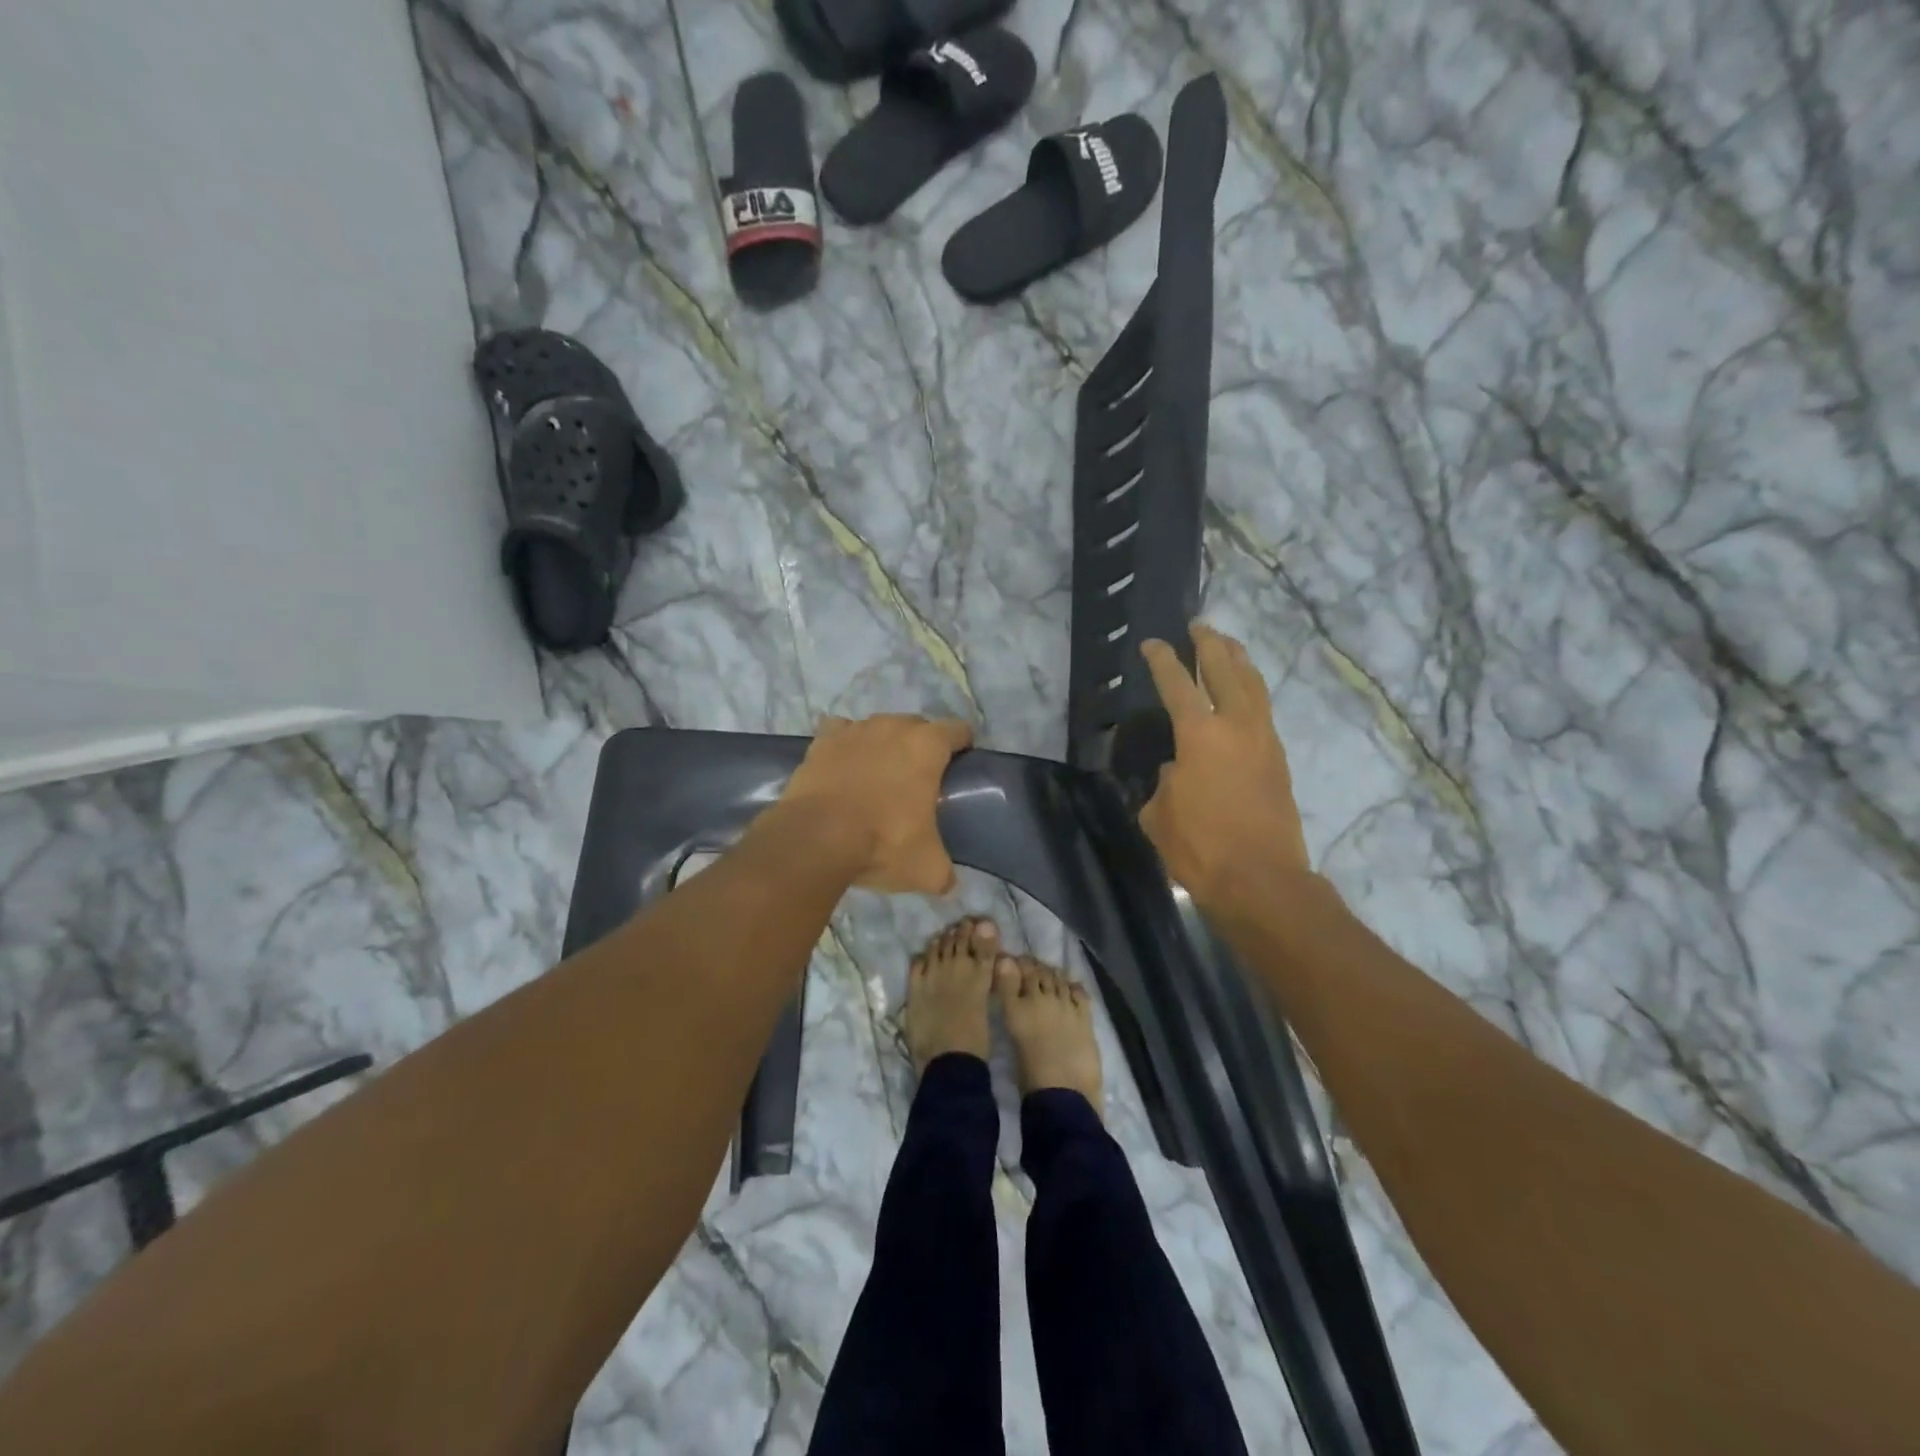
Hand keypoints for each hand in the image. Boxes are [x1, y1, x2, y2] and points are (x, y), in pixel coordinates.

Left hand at [781, 713, 973, 893]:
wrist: (815, 838)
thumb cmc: (883, 843)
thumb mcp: (926, 868)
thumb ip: (943, 871)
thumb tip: (948, 883)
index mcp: (927, 746)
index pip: (958, 730)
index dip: (962, 746)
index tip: (960, 766)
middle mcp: (893, 727)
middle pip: (917, 726)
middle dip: (921, 745)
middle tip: (919, 779)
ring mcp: (854, 730)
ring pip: (878, 727)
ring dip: (883, 744)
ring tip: (879, 775)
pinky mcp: (821, 741)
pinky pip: (840, 732)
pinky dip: (845, 745)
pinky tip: (843, 766)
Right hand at [1138, 623, 1309, 909]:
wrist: (1262, 881)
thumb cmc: (1200, 847)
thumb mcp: (1160, 812)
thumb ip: (1163, 781)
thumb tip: (1177, 769)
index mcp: (1200, 735)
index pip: (1177, 684)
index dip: (1162, 660)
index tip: (1152, 643)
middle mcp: (1237, 726)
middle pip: (1226, 669)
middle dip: (1210, 644)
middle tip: (1199, 626)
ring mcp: (1264, 740)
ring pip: (1254, 685)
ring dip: (1239, 660)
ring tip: (1228, 645)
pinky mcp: (1279, 760)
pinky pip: (1264, 710)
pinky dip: (1252, 690)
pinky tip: (1245, 694)